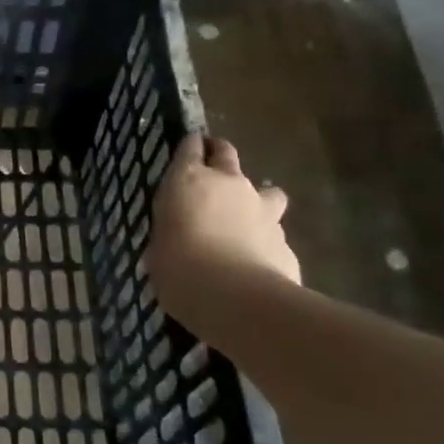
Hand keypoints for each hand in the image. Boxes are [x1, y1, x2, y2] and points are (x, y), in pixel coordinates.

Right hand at [147, 135, 300, 316]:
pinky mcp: (285, 239)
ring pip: (266, 191)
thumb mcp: (159, 248)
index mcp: (189, 180)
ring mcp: (262, 209)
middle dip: (220, 156)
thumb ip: (171, 233)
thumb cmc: (178, 267)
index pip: (190, 147)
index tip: (189, 149)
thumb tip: (176, 242)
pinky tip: (257, 261)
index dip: (190, 147)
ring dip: (257, 199)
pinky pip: (274, 231)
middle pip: (227, 154)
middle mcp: (229, 184)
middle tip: (214, 169)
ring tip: (247, 219)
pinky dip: (265, 239)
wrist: (235, 297)